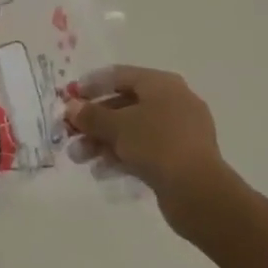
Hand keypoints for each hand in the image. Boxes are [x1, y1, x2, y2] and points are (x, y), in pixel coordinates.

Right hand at [64, 66, 232, 223]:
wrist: (198, 191)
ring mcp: (179, 131)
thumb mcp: (117, 127)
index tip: (69, 98)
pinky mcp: (181, 157)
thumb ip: (91, 115)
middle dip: (94, 121)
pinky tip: (102, 171)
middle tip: (69, 134)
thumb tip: (71, 107)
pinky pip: (145, 149)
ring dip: (103, 142)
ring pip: (133, 130)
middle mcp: (173, 102)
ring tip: (79, 158)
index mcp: (162, 84)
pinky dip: (122, 156)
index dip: (91, 85)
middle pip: (124, 105)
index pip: (119, 76)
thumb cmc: (156, 144)